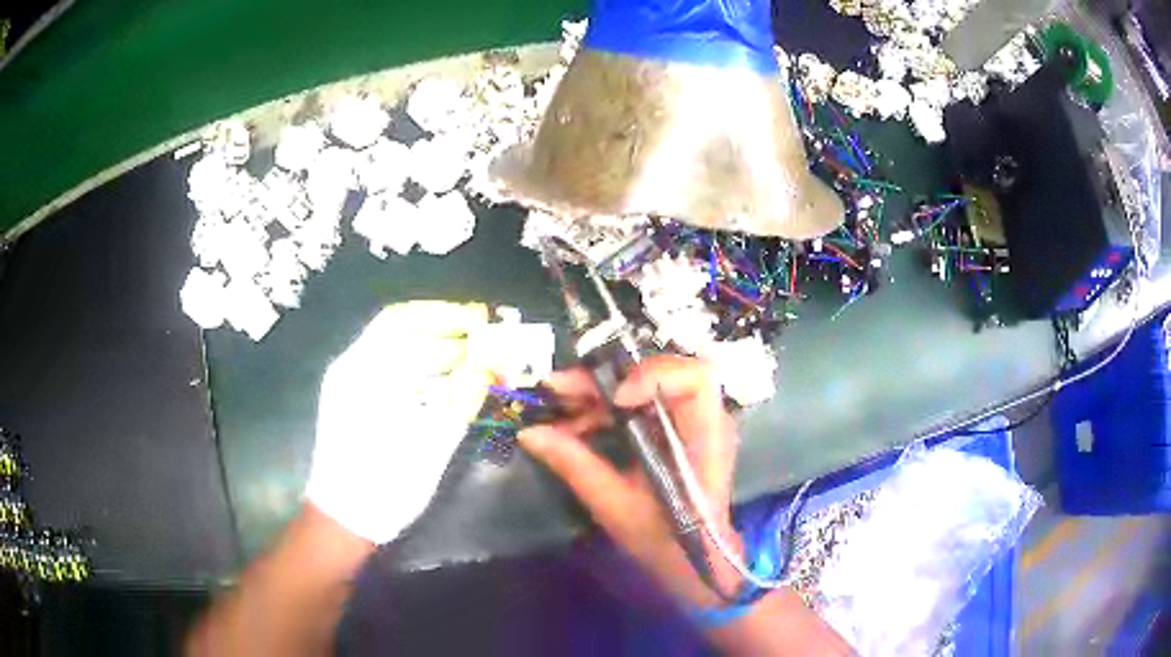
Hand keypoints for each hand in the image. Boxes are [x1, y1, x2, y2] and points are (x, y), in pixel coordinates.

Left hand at [305, 301, 491, 544]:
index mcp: (362, 372)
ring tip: (473, 361)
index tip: (479, 321)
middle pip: (400, 332)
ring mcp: (349, 386)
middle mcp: (351, 369)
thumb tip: (488, 364)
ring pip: (396, 352)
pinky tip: (445, 385)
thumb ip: (460, 400)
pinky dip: (420, 372)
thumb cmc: (384, 485)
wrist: (344, 520)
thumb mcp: (429, 445)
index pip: (402, 320)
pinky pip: (390, 373)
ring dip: (435, 352)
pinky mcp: (353, 403)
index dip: (443, 315)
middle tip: (484, 342)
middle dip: (445, 333)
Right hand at [517, 355, 744, 608]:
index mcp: (705, 438)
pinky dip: (603, 406)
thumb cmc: (665, 539)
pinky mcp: (671, 427)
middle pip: (660, 370)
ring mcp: (688, 420)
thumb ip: (576, 466)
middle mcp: (703, 419)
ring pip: (642, 382)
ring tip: (558, 405)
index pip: (695, 380)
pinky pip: (636, 401)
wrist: (691, 559)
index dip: (654, 376)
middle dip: (606, 376)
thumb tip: (530, 433)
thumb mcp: (616, 507)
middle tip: (559, 387)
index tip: (615, 399)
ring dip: (598, 390)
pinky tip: (573, 422)